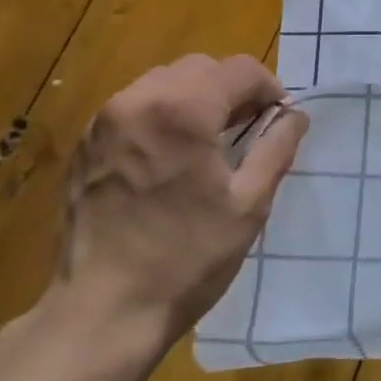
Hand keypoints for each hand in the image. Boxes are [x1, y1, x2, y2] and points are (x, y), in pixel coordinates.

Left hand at [59, 54, 308, 348]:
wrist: (103, 312)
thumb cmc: (186, 259)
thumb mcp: (249, 205)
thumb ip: (276, 148)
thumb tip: (295, 116)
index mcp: (182, 110)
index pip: (239, 69)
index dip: (269, 88)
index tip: (280, 119)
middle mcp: (138, 100)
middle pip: (200, 68)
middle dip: (232, 90)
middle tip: (250, 129)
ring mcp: (104, 121)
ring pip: (164, 82)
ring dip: (197, 98)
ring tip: (211, 141)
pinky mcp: (85, 145)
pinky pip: (135, 107)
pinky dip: (163, 115)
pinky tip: (172, 157)